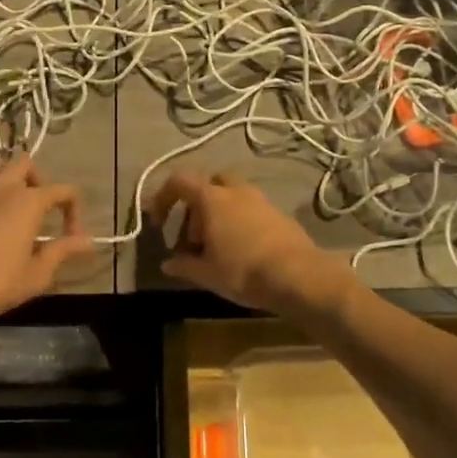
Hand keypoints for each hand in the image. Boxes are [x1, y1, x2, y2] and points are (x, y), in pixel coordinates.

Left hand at [0, 155, 91, 332]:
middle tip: (42, 208)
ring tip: (16, 207)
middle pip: (26, 163)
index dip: (74, 210)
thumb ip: (63, 251)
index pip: (63, 190)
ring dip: (12, 179)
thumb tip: (88, 241)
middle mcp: (4, 188)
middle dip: (40, 179)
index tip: (72, 237)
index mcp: (29, 201)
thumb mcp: (37, 273)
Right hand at [146, 169, 347, 316]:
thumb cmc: (243, 271)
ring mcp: (260, 199)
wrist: (298, 275)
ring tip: (215, 247)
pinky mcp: (278, 213)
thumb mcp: (207, 273)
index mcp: (212, 198)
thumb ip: (184, 265)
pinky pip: (249, 208)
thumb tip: (167, 263)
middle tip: (193, 237)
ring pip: (230, 195)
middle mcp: (236, 190)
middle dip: (195, 206)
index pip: (179, 182)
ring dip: (217, 214)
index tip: (158, 221)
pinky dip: (237, 220)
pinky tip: (240, 250)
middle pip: (207, 184)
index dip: (163, 197)